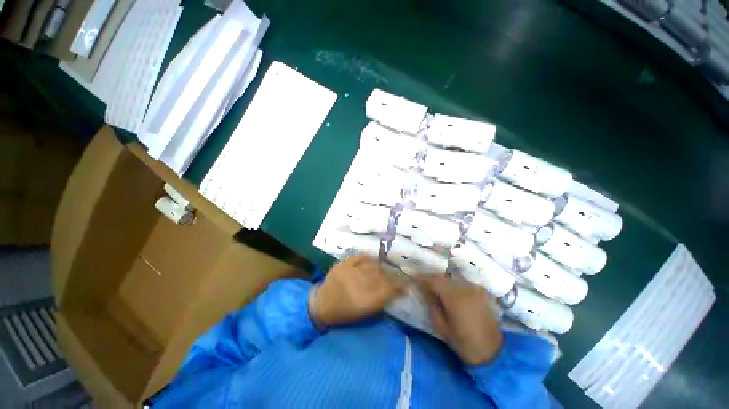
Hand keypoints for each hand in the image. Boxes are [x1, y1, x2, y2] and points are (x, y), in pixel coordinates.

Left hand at [310, 256, 403, 326]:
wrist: (321, 304)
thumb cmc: (344, 312)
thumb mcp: (364, 312)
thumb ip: (381, 301)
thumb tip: (398, 291)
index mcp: (364, 302)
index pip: (388, 290)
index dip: (399, 286)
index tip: (407, 284)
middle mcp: (357, 285)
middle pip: (382, 276)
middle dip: (392, 275)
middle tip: (398, 274)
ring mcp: (349, 272)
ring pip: (372, 266)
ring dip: (382, 267)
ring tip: (386, 267)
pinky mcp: (342, 264)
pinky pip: (359, 257)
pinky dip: (368, 257)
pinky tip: (373, 259)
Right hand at [417, 275, 502, 365]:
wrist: (493, 353)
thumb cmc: (464, 343)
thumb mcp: (441, 327)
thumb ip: (431, 305)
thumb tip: (423, 290)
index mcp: (455, 297)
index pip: (434, 280)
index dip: (422, 278)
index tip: (413, 279)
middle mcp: (466, 288)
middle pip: (443, 277)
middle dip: (431, 279)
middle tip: (423, 283)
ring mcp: (476, 288)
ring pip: (453, 278)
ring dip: (443, 281)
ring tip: (435, 287)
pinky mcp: (483, 291)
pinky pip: (463, 283)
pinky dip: (454, 285)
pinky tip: (451, 292)